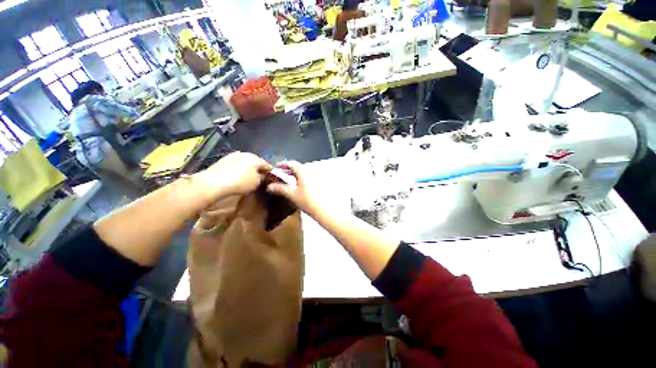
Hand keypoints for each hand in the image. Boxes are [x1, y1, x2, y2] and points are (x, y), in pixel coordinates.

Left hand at [194, 152, 270, 205]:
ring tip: (248, 178)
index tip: (271, 179)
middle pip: (256, 162)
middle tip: (260, 179)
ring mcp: (233, 156)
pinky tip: (237, 177)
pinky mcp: (223, 160)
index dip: (270, 173)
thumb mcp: (256, 183)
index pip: (267, 165)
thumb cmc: (240, 182)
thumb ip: (263, 178)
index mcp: (255, 158)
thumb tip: (263, 176)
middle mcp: (245, 154)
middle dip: (259, 170)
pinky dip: (238, 170)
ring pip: (245, 163)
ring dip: (248, 169)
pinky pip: (236, 165)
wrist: (213, 183)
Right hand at [266, 161, 330, 216]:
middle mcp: (310, 173)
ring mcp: (314, 179)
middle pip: (297, 168)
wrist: (322, 209)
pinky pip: (306, 178)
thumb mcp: (291, 194)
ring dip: (293, 175)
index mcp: (303, 173)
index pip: (292, 163)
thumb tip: (270, 186)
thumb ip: (280, 189)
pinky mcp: (316, 185)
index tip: (276, 167)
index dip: (283, 164)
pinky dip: (299, 179)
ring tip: (286, 180)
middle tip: (280, 174)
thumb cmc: (307, 201)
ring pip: (302, 173)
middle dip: (287, 170)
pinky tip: (296, 187)